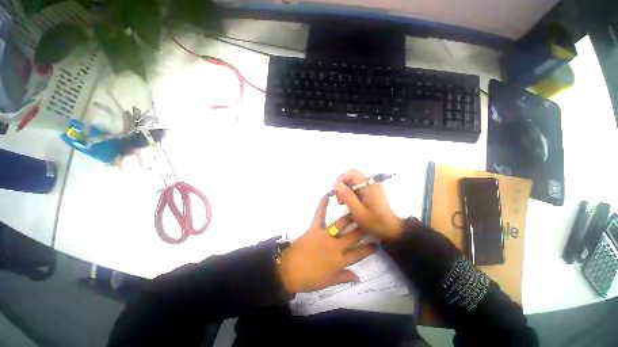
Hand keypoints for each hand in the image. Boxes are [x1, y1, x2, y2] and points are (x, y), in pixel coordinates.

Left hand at [278, 196, 376, 293]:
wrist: (288, 271)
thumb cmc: (309, 279)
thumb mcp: (328, 282)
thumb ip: (344, 277)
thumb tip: (358, 277)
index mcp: (340, 261)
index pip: (359, 254)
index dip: (369, 249)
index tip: (378, 243)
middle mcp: (335, 246)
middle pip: (354, 236)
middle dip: (364, 228)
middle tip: (371, 221)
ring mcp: (325, 235)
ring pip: (341, 224)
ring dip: (350, 217)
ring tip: (357, 209)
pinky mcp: (314, 228)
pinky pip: (319, 215)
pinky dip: (322, 204)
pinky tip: (327, 194)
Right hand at [334, 169, 404, 240]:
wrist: (391, 230)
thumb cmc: (375, 222)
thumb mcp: (359, 212)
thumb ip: (347, 197)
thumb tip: (337, 184)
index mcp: (369, 186)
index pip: (352, 173)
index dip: (342, 179)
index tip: (336, 191)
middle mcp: (370, 183)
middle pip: (352, 177)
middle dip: (342, 185)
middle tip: (339, 198)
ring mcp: (371, 187)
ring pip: (353, 182)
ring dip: (345, 190)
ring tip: (343, 203)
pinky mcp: (371, 193)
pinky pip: (357, 188)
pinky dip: (350, 193)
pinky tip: (349, 203)